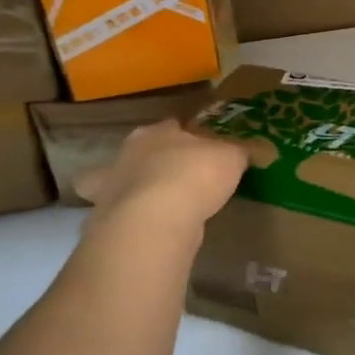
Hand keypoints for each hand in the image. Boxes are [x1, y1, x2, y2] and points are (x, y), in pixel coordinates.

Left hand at [75, 119, 248, 231]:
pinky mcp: (104, 218)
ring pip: (122, 181)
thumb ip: (238, 152)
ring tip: (158, 206)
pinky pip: (117, 215)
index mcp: (158, 131)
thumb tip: (250, 150)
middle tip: (182, 177)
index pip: (174, 126)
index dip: (190, 136)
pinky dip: (127, 220)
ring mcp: (112, 185)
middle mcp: (129, 152)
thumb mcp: (231, 158)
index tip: (205, 149)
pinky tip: (140, 229)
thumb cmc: (194, 176)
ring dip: (137, 189)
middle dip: (159, 161)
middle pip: (145, 151)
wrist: (155, 219)